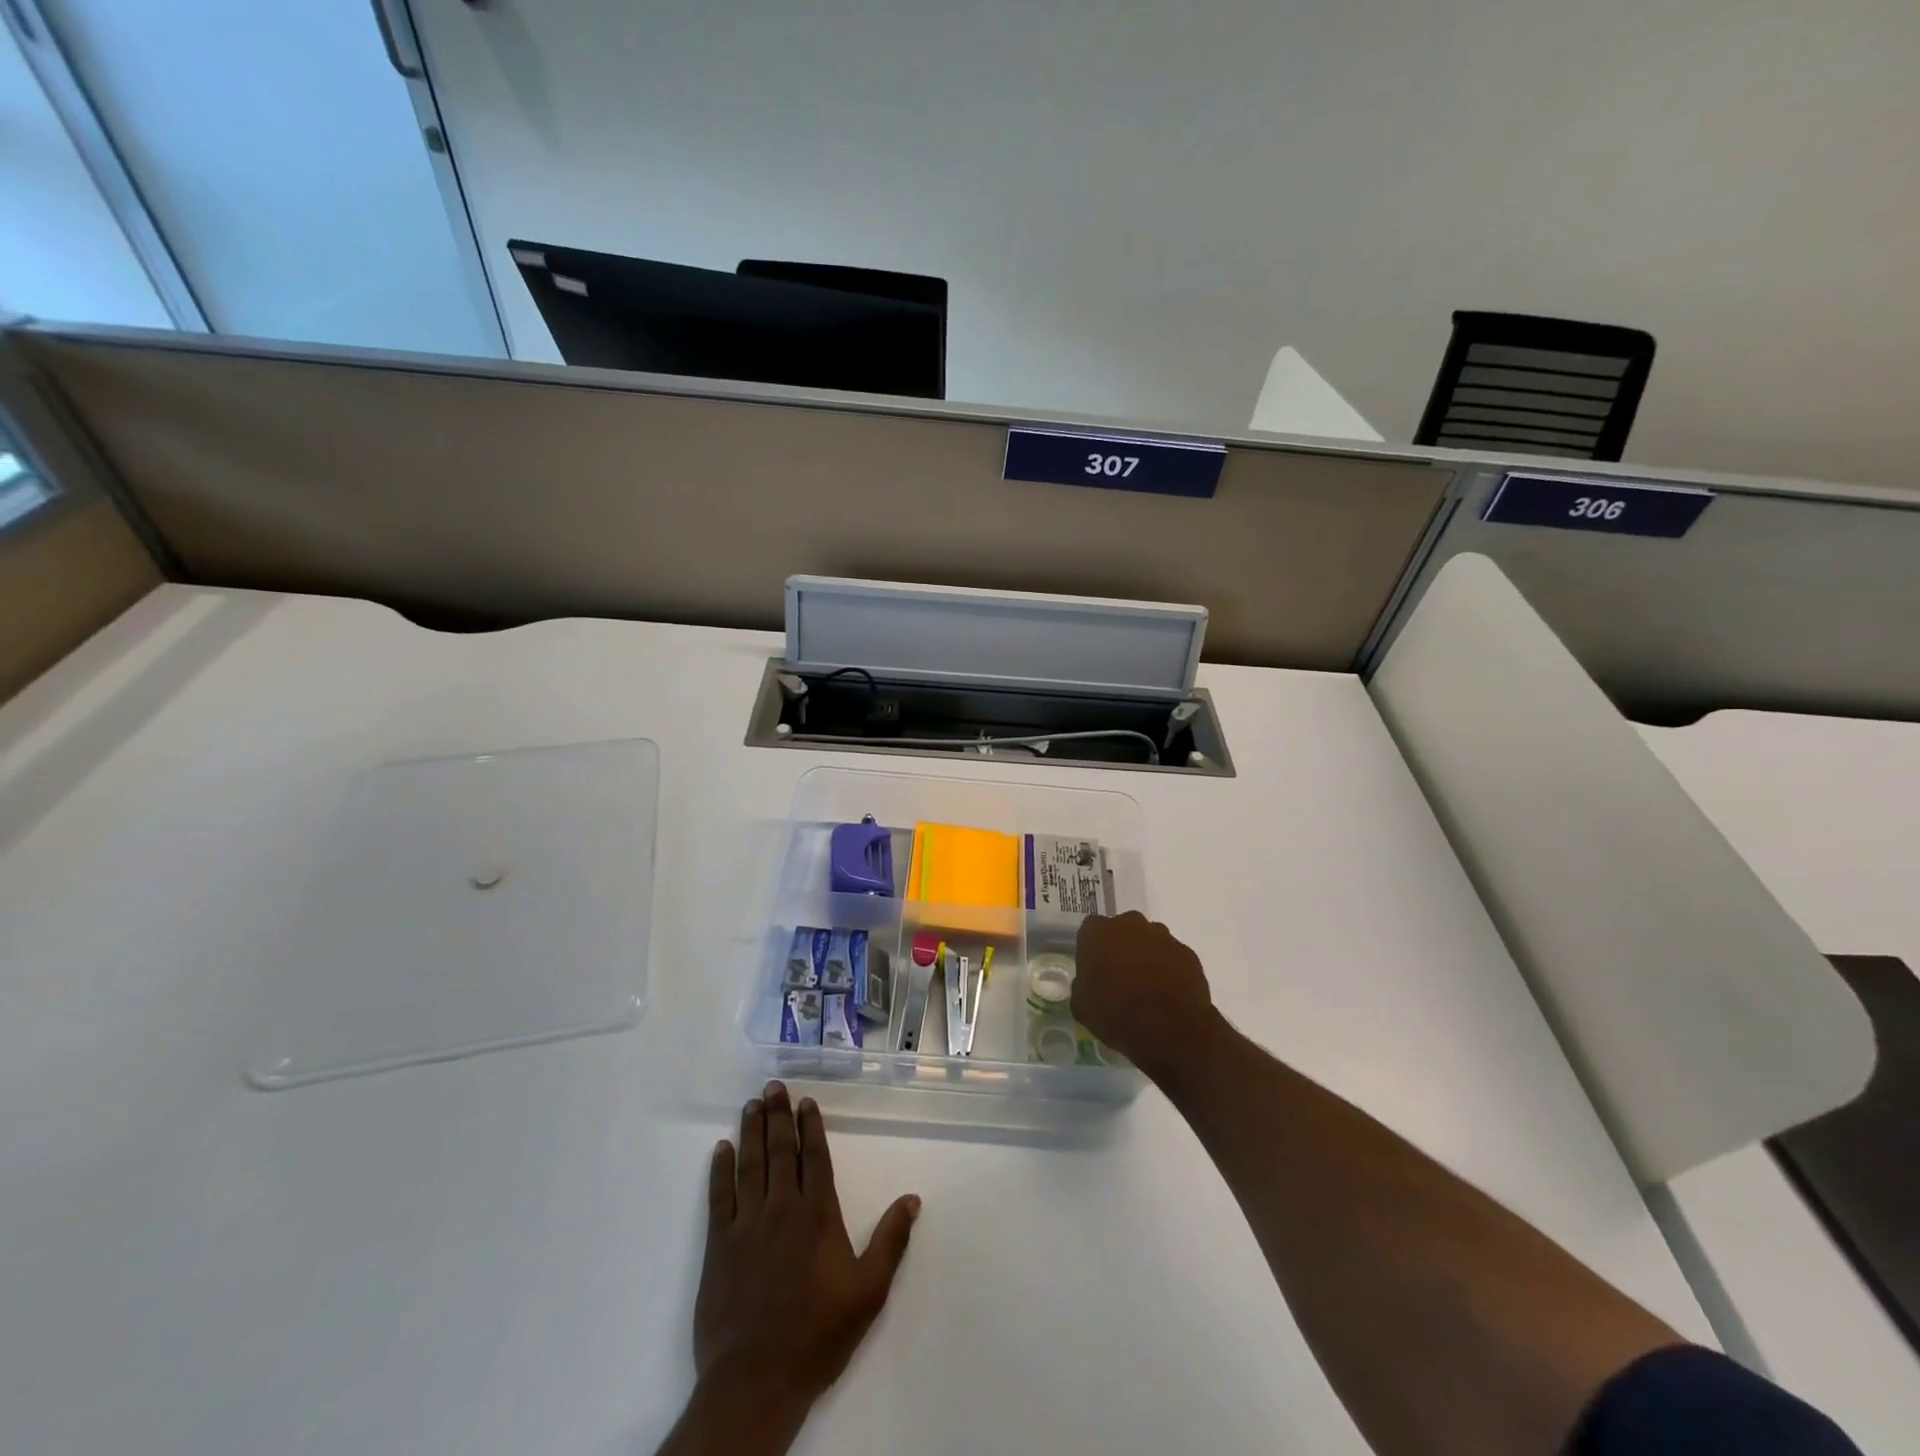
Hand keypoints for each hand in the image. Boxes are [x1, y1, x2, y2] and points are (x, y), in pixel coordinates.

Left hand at [694, 1082, 920, 1422]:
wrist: (756, 1380)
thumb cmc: (817, 1335)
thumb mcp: (868, 1292)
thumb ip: (891, 1241)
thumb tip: (912, 1198)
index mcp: (817, 1215)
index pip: (814, 1158)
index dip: (810, 1126)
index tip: (806, 1101)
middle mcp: (781, 1208)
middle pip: (780, 1151)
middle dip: (778, 1116)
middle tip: (774, 1087)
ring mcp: (746, 1225)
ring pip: (750, 1165)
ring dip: (751, 1131)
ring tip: (752, 1105)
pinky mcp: (718, 1246)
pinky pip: (719, 1197)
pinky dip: (720, 1170)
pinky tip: (721, 1148)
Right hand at [1073, 912, 1215, 1077]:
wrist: (1169, 1028)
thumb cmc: (1116, 1013)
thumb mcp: (1082, 1006)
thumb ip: (1082, 986)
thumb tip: (1088, 984)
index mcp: (1098, 932)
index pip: (1090, 930)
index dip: (1092, 949)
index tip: (1094, 969)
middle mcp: (1130, 925)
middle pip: (1123, 929)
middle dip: (1121, 947)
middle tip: (1120, 976)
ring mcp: (1163, 937)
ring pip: (1150, 941)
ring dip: (1147, 956)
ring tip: (1147, 987)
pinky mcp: (1188, 954)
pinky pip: (1173, 957)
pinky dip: (1169, 969)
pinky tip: (1167, 994)